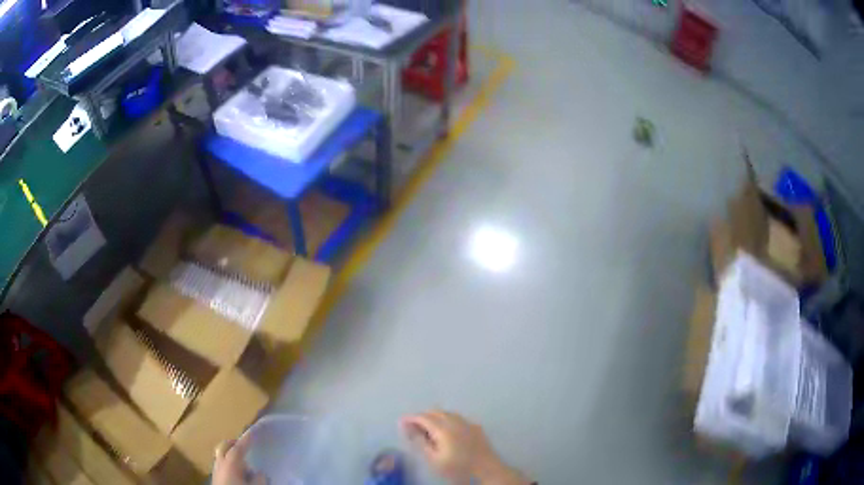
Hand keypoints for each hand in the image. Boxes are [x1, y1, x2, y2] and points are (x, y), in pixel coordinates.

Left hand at [212, 435, 266, 484]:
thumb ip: (259, 478)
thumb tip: (259, 472)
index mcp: (230, 463)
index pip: (239, 446)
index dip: (247, 438)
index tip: (254, 431)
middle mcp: (220, 463)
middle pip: (224, 447)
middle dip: (233, 443)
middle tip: (245, 444)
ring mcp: (215, 471)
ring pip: (220, 456)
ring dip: (230, 454)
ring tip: (243, 462)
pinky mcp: (215, 479)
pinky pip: (220, 465)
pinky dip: (227, 463)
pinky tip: (237, 473)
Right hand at [401, 411, 529, 484]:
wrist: (486, 469)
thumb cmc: (458, 467)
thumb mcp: (434, 459)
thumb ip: (421, 442)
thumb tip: (410, 429)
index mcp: (443, 428)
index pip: (423, 417)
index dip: (411, 418)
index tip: (401, 422)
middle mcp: (455, 421)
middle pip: (435, 412)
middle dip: (422, 416)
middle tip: (413, 427)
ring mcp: (467, 422)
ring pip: (447, 413)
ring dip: (435, 417)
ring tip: (427, 429)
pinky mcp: (476, 427)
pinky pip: (457, 418)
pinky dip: (446, 420)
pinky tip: (446, 431)